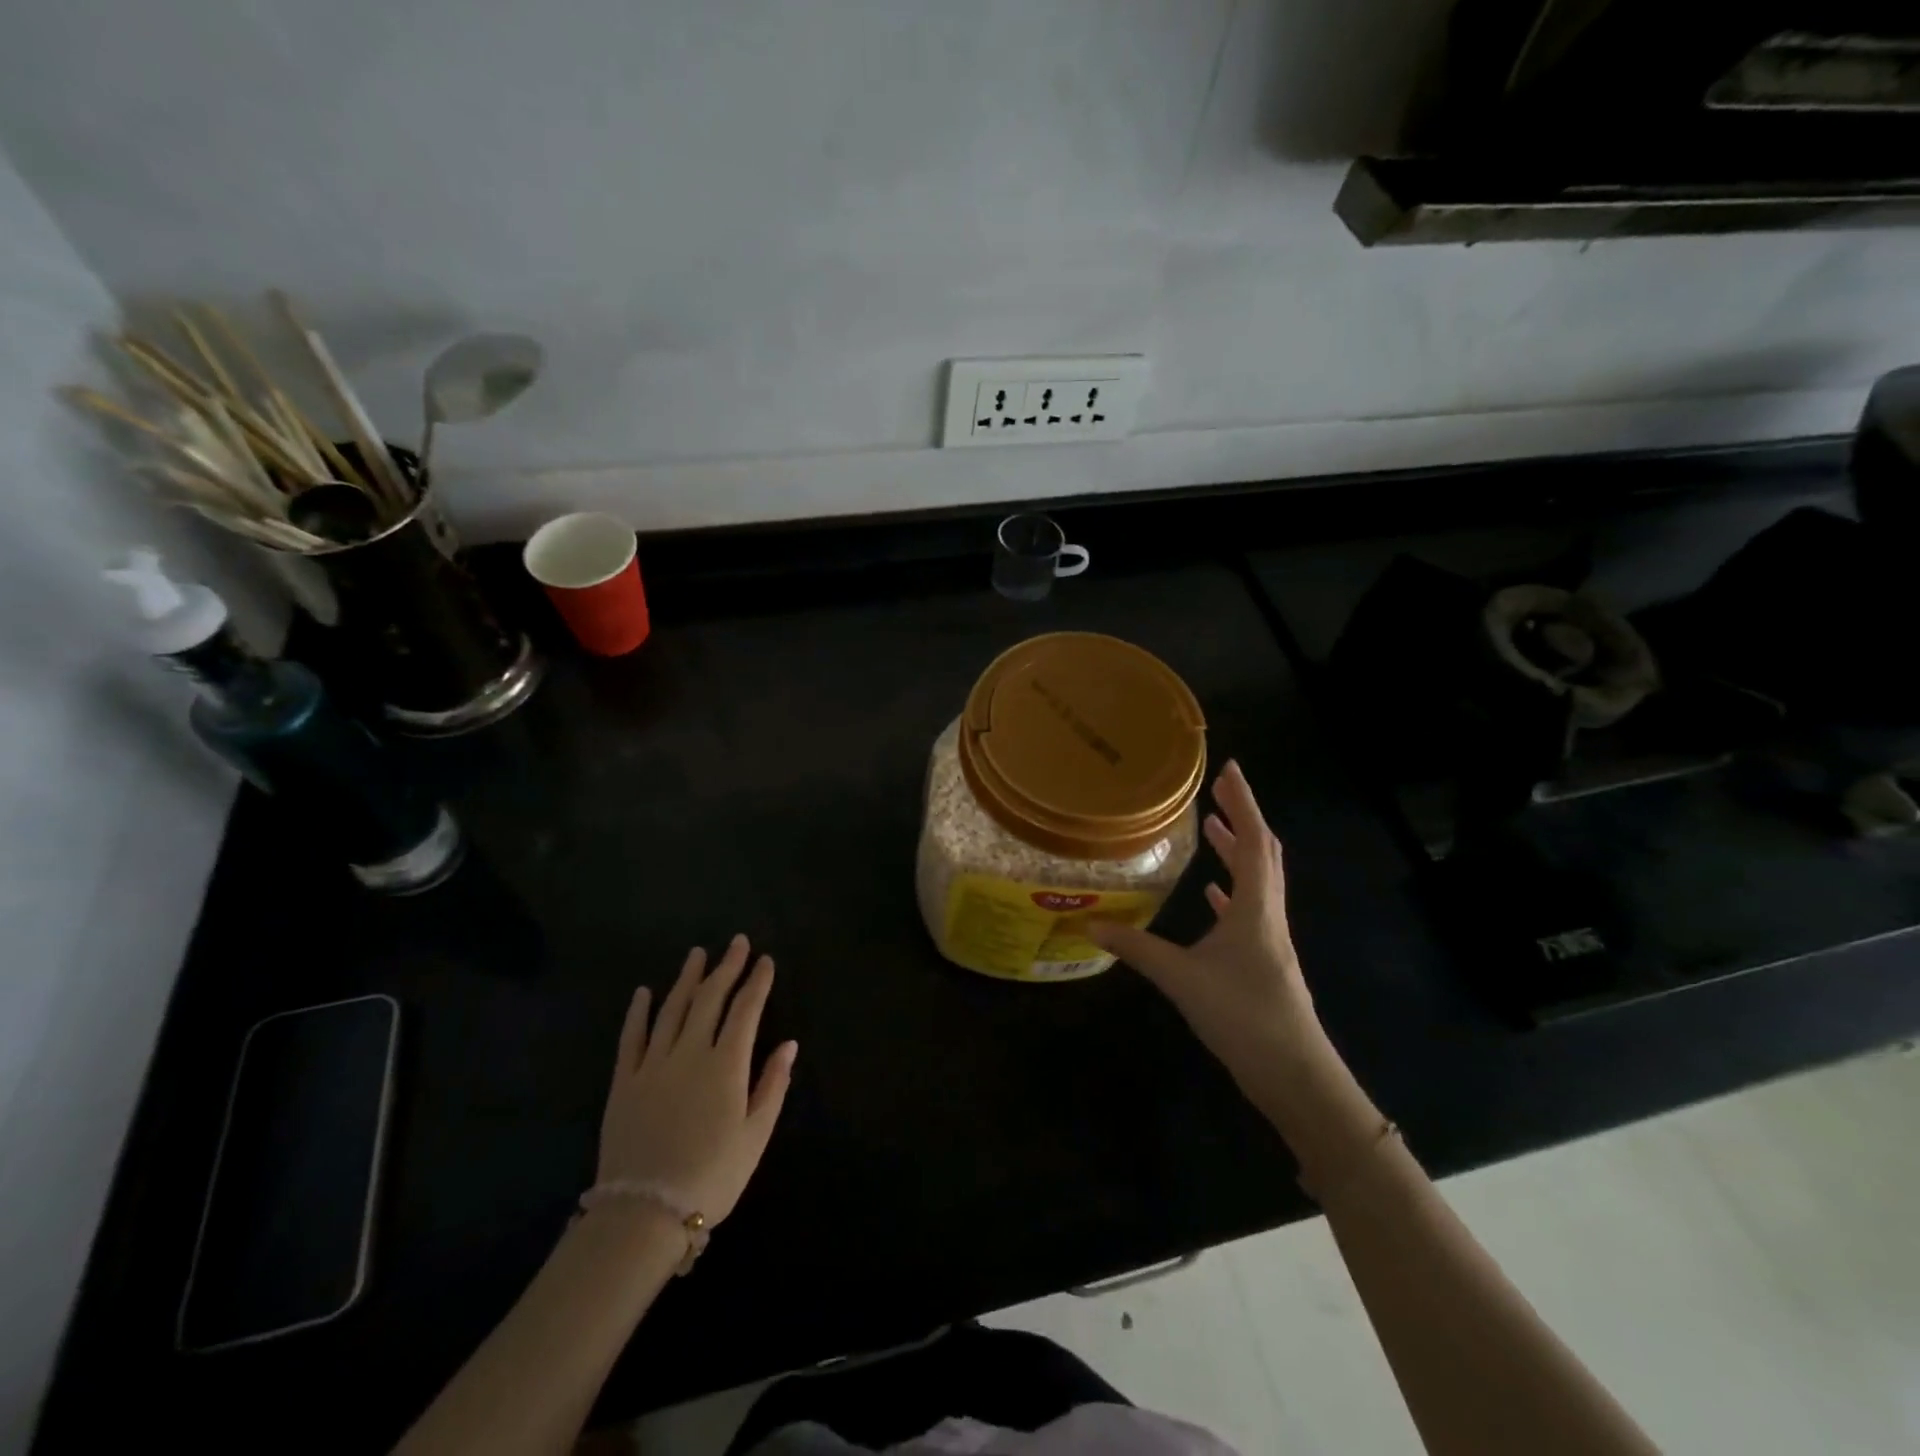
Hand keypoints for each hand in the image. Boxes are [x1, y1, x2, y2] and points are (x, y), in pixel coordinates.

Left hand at [598, 934, 797, 1224]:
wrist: (643, 1214)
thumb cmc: (712, 1176)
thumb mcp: (756, 1135)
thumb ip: (773, 1085)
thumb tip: (789, 1043)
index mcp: (726, 1065)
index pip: (746, 1010)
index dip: (757, 982)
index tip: (765, 960)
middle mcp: (690, 1052)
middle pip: (710, 998)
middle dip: (726, 967)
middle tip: (737, 942)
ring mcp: (653, 1064)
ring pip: (672, 1009)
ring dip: (687, 978)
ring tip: (698, 953)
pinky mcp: (624, 1081)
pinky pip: (631, 1037)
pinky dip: (639, 1012)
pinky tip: (644, 992)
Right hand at [1090, 761, 1325, 1095]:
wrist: (1295, 1075)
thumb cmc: (1244, 1016)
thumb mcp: (1182, 978)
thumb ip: (1136, 948)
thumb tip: (1089, 923)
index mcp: (1255, 907)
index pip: (1254, 839)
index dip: (1243, 802)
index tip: (1229, 769)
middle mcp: (1267, 913)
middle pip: (1261, 852)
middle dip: (1241, 817)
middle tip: (1215, 790)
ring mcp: (1268, 938)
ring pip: (1256, 880)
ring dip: (1237, 849)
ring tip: (1211, 827)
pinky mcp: (1264, 960)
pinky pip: (1248, 909)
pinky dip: (1232, 890)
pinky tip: (1212, 893)